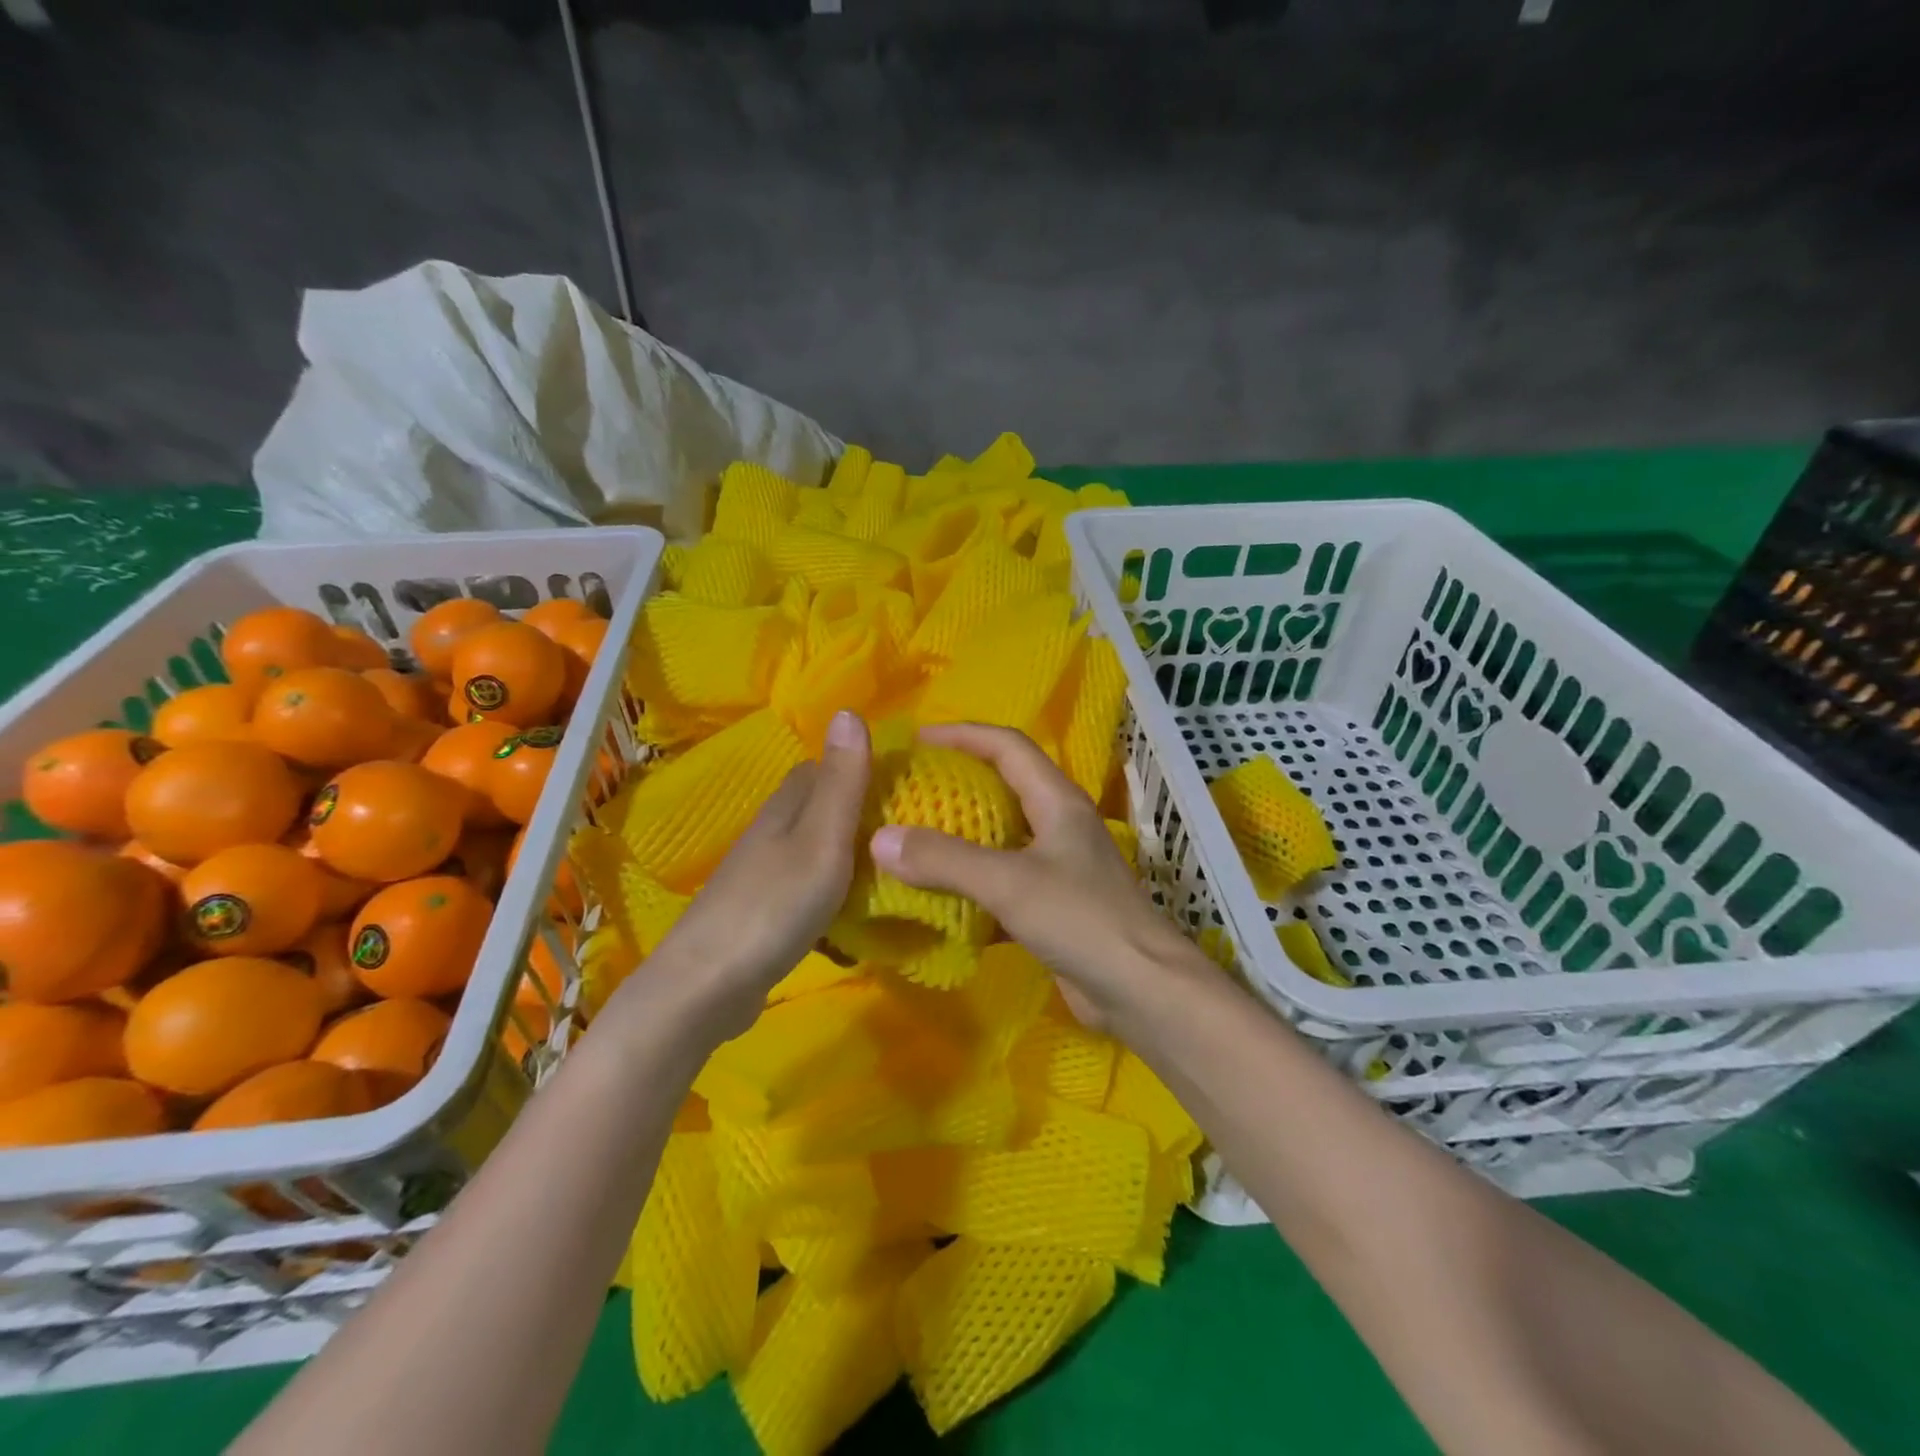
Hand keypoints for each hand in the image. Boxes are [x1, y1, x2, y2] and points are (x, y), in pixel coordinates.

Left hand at [633, 710, 871, 1039]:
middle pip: (817, 809)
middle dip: (857, 814)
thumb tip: (850, 709)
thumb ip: (842, 782)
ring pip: (812, 851)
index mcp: (785, 809)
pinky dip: (832, 896)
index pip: (821, 769)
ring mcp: (762, 877)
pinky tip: (852, 919)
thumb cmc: (775, 905)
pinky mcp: (761, 915)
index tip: (902, 783)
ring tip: (889, 874)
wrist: (708, 985)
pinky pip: (806, 891)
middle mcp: (770, 834)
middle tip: (906, 833)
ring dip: (846, 857)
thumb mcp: (822, 839)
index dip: (858, 768)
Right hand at [870, 722, 1196, 1025]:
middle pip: (1004, 786)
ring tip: (913, 838)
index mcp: (1057, 801)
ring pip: (1001, 836)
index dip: (963, 734)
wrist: (1142, 990)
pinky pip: (1003, 881)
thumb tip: (880, 838)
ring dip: (961, 835)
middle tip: (910, 788)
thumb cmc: (1082, 920)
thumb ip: (945, 860)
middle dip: (958, 781)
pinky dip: (971, 884)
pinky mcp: (1053, 905)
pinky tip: (938, 897)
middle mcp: (1059, 825)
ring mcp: (1059, 866)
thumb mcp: (1009, 883)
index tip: (917, 738)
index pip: (1008, 746)